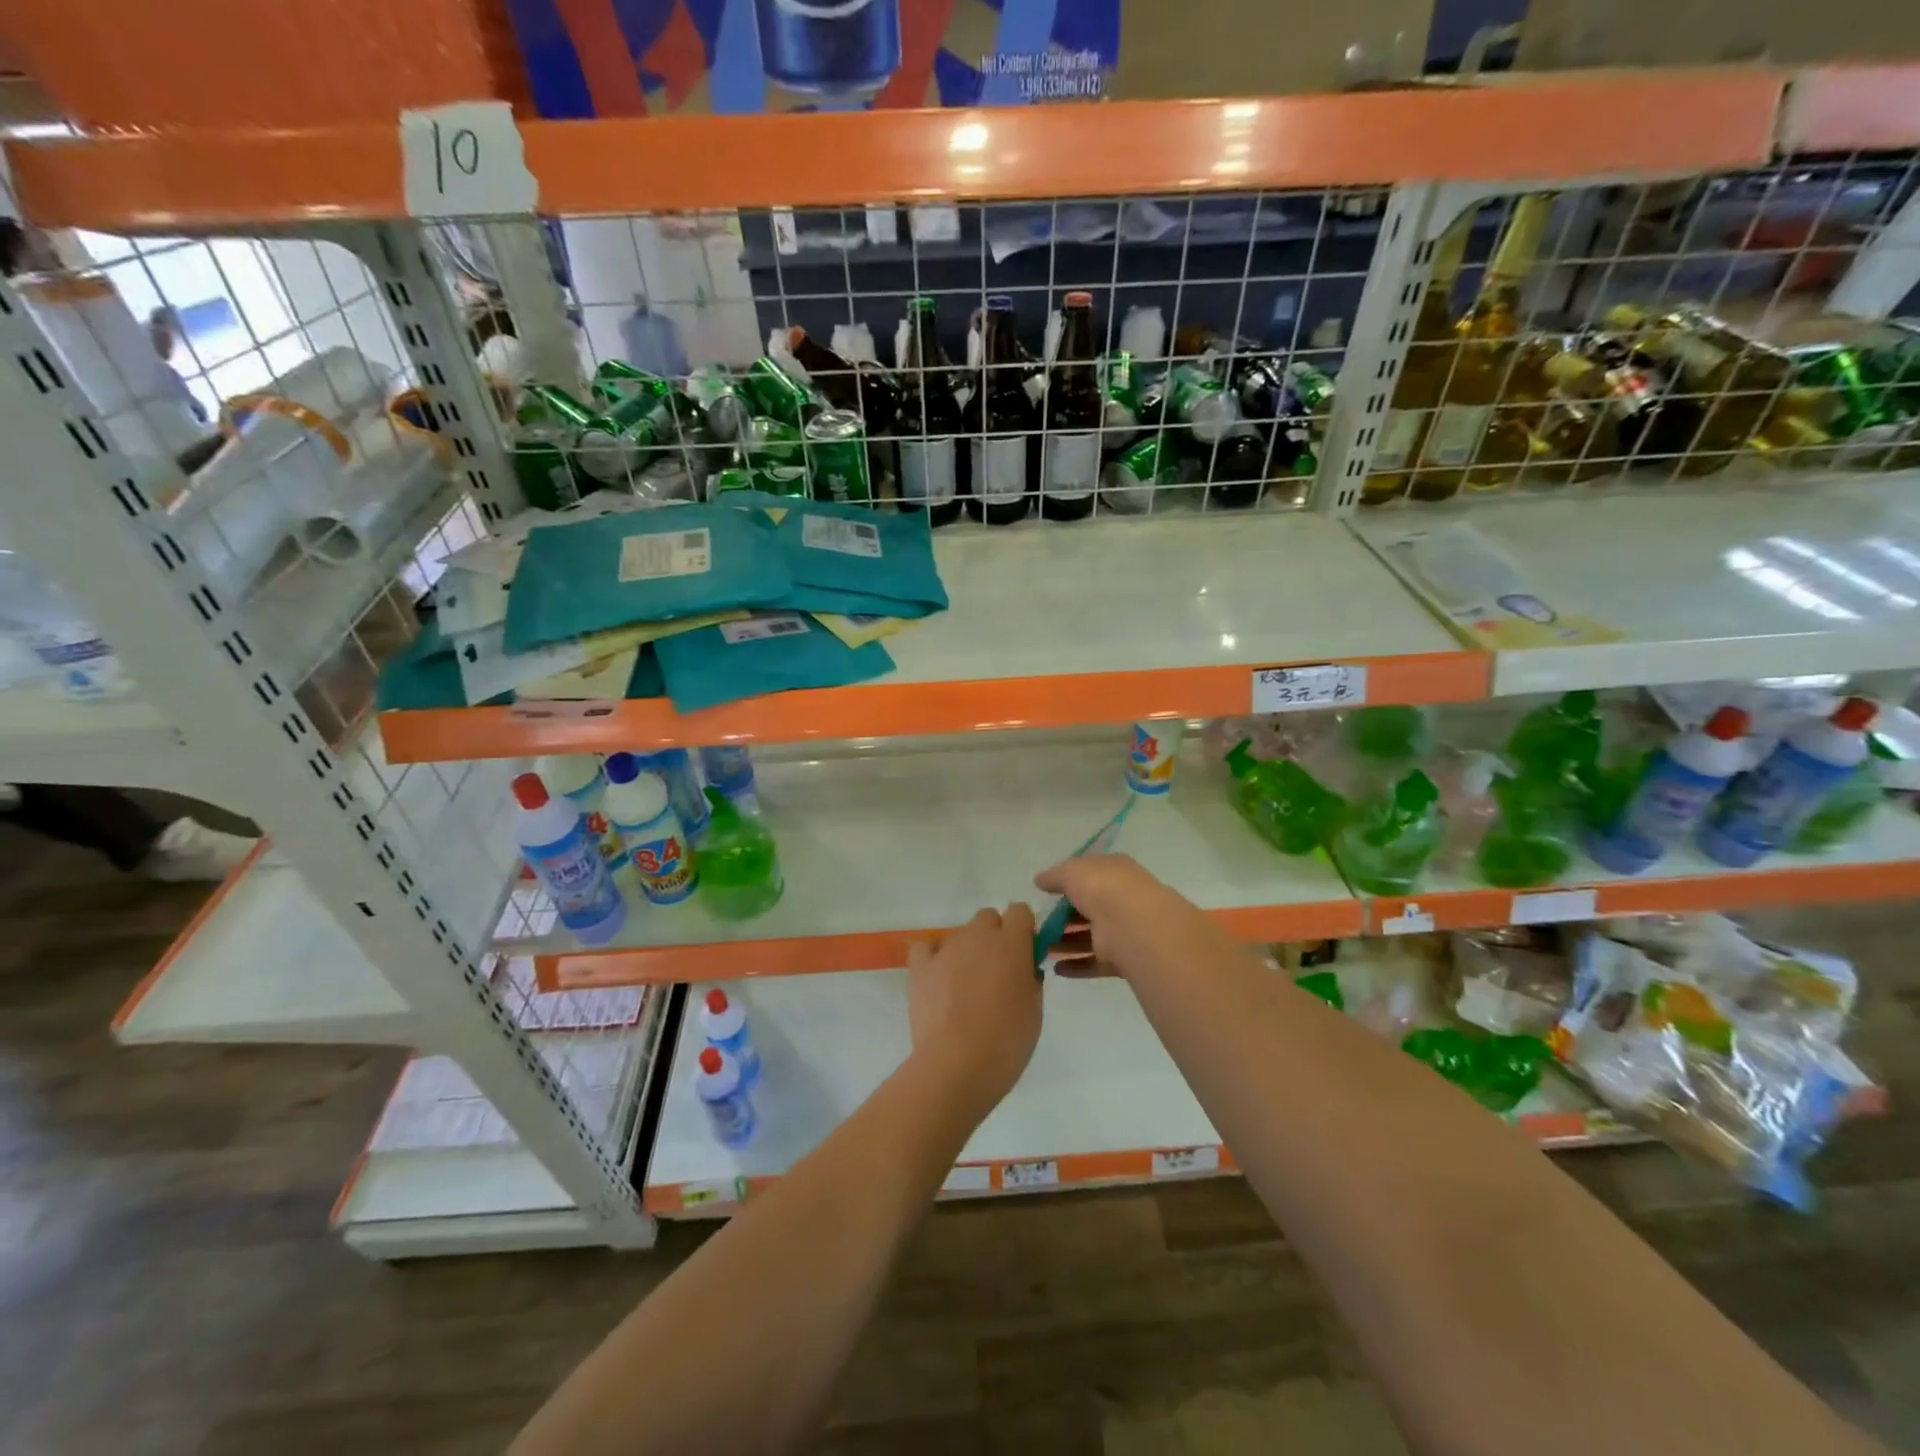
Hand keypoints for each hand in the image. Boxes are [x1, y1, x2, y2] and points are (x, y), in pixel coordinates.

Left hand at [907, 905, 1041, 1118]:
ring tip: (965, 988)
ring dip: (967, 951)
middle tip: (997, 973)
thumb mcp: (1034, 1009)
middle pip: (988, 918)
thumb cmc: (1006, 1040)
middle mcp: (978, 935)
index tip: (1025, 954)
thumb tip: (1023, 968)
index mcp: (1011, 942)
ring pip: (960, 935)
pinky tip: (938, 979)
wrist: (957, 1064)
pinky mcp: (920, 966)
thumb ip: (1030, 978)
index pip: (1020, 911)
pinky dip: (933, 958)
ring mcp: (946, 948)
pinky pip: (927, 948)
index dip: (1023, 929)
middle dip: (995, 937)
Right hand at [1033, 853, 1201, 979]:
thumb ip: (1054, 876)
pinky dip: (1076, 966)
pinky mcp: (1121, 959)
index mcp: (1114, 872)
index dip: (1068, 882)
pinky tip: (1056, 969)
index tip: (1046, 893)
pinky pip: (1095, 963)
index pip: (1090, 875)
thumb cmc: (1102, 888)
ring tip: (1040, 947)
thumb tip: (1040, 880)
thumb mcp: (1072, 872)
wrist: (1133, 924)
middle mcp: (1121, 899)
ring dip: (1065, 943)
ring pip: (1089, 937)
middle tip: (1039, 924)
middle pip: (1088, 909)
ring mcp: (1122, 930)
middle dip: (1063, 917)